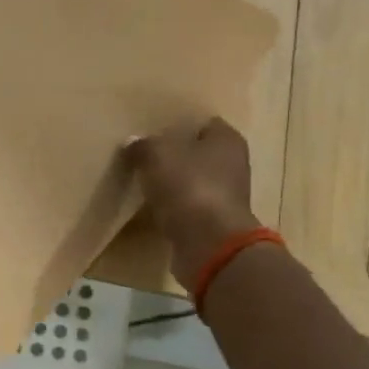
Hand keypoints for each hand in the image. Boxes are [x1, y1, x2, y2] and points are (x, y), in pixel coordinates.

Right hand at [124, 117, 260, 288]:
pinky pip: (188, 208)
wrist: (209, 244)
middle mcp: (233, 166)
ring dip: (173, 184)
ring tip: (143, 181)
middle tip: (144, 156)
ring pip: (193, 182)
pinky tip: (152, 208)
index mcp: (227, 140)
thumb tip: (134, 143)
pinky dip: (173, 208)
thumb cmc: (188, 186)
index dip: (179, 125)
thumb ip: (143, 145)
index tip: (154, 131)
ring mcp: (225, 198)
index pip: (203, 124)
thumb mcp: (156, 155)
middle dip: (175, 155)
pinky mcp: (214, 224)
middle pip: (199, 154)